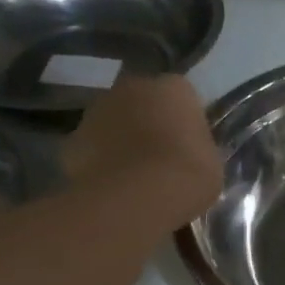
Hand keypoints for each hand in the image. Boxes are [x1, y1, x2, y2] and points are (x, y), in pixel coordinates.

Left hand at [61, 74, 223, 228]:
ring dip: (119, 140)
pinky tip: (110, 187)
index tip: (186, 148)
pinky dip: (98, 162)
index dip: (182, 123)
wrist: (138, 197)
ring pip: (112, 122)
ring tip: (131, 176)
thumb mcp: (211, 162)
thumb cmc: (188, 175)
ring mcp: (98, 110)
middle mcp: (133, 87)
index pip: (181, 98)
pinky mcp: (73, 138)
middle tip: (158, 159)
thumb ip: (196, 148)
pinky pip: (91, 148)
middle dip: (147, 124)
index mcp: (174, 87)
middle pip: (141, 103)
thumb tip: (186, 152)